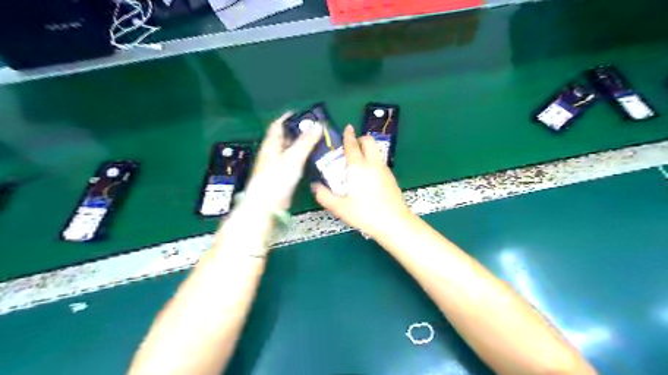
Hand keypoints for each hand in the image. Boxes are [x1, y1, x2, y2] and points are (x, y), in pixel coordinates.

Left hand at [244, 111, 322, 213]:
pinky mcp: (281, 176)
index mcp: (271, 145)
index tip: (303, 114)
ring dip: (301, 145)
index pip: (278, 125)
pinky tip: (311, 159)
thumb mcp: (293, 157)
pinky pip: (292, 162)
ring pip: (289, 150)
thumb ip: (306, 142)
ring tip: (317, 142)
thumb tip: (318, 125)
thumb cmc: (277, 179)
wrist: (267, 205)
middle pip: (284, 137)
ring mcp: (276, 165)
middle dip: (298, 131)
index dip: (288, 118)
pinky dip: (301, 158)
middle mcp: (272, 153)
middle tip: (315, 128)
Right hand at [311, 125, 412, 237]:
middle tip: (350, 148)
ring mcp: (384, 170)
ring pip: (376, 151)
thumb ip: (324, 196)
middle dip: (360, 139)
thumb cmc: (365, 214)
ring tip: (356, 164)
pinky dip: (372, 161)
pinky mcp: (391, 177)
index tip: (347, 128)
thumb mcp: (340, 208)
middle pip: (368, 141)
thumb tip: (315, 186)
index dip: (348, 135)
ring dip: (366, 150)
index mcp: (358, 167)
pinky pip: (380, 162)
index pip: (352, 144)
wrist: (394, 223)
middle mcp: (372, 164)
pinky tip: (367, 177)